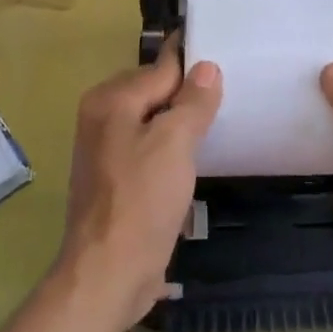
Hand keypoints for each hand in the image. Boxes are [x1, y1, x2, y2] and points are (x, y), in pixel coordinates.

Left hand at [58, 38, 222, 331]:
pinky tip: (194, 160)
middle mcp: (101, 117)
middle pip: (155, 92)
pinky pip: (148, 148)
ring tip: (219, 125)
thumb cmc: (142, 200)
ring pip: (153, 122)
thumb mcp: (175, 143)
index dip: (194, 64)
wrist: (107, 274)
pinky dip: (170, 149)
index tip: (227, 56)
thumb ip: (192, 101)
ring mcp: (105, 150)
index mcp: (111, 100)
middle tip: (231, 96)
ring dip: (181, 125)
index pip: (162, 67)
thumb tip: (207, 67)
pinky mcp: (114, 179)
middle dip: (189, 95)